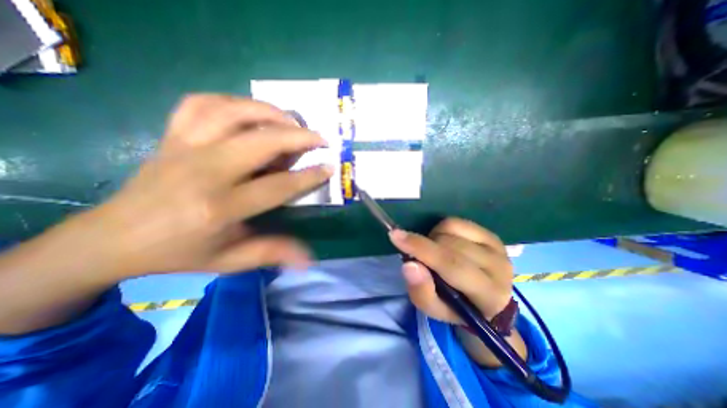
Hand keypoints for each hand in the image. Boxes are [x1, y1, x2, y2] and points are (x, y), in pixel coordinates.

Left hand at [85, 93, 330, 278]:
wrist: (112, 239)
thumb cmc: (180, 253)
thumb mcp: (230, 261)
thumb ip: (272, 254)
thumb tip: (309, 260)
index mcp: (221, 207)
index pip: (278, 186)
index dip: (309, 176)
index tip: (329, 167)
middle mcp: (204, 171)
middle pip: (261, 141)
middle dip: (298, 137)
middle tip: (319, 139)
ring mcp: (184, 147)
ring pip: (232, 112)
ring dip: (269, 112)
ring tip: (291, 121)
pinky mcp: (172, 135)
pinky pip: (202, 103)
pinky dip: (233, 101)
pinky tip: (251, 112)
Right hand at [389, 216, 512, 320]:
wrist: (486, 302)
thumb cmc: (456, 308)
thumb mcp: (434, 309)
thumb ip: (421, 291)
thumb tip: (410, 264)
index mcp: (488, 295)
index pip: (452, 265)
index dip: (421, 248)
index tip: (395, 235)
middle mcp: (499, 268)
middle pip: (450, 245)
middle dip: (425, 246)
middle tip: (419, 257)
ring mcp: (498, 248)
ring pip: (452, 229)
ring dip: (433, 238)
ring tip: (435, 252)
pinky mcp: (492, 236)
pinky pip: (457, 222)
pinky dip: (442, 228)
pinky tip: (444, 242)